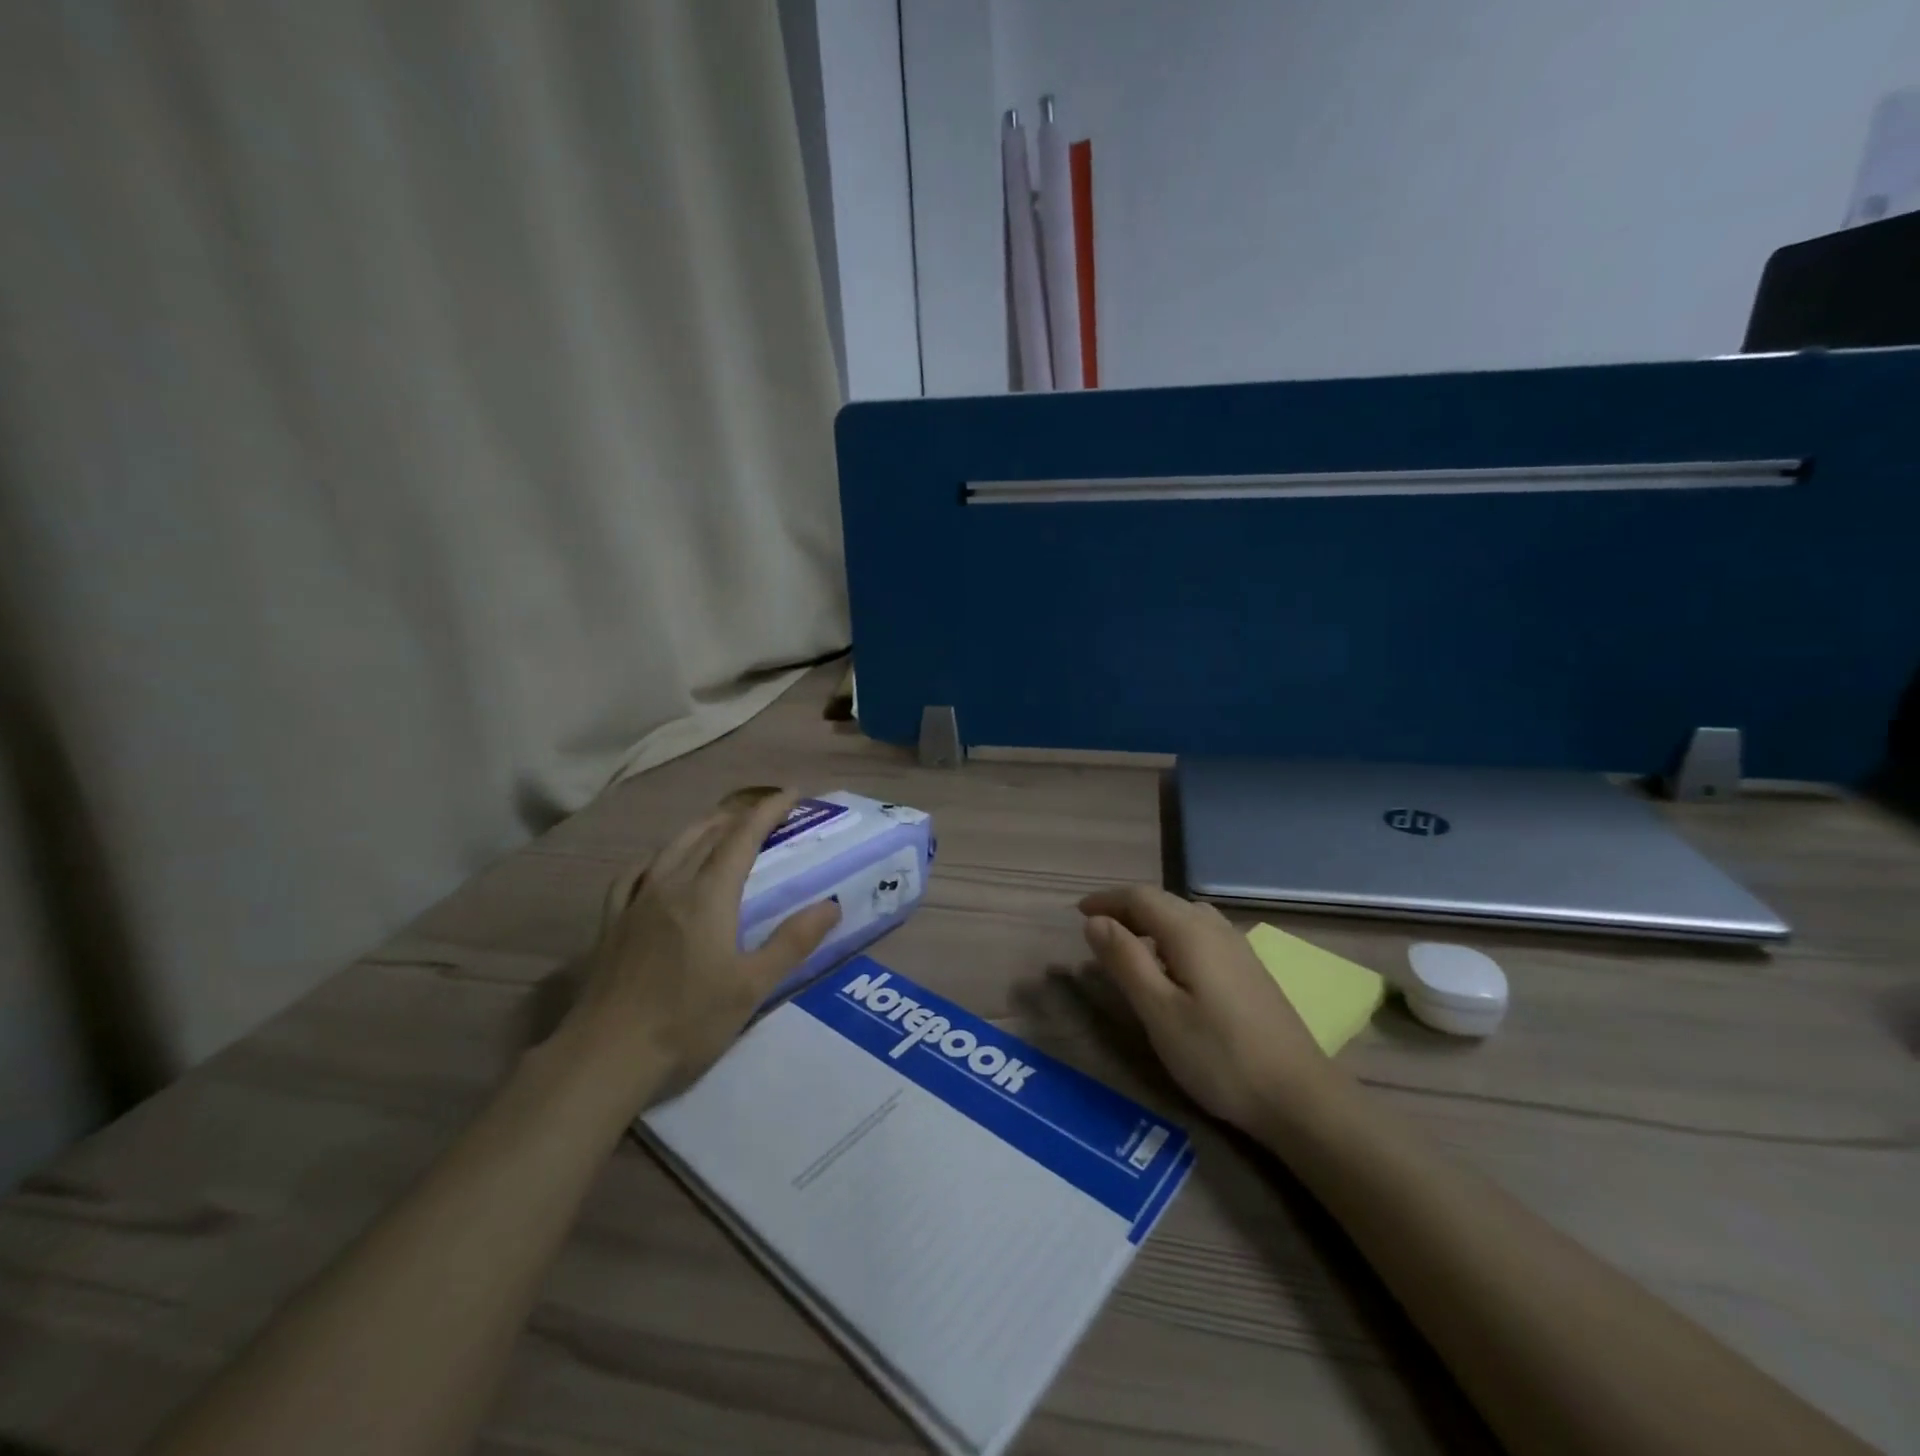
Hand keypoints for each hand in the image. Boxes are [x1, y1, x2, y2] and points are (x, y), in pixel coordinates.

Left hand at [565, 791, 840, 1103]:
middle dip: (738, 815)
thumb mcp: (752, 986)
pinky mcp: (612, 922)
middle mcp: (671, 885)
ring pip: (672, 847)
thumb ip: (792, 942)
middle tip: (765, 812)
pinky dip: (658, 857)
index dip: (768, 810)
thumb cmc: (686, 1022)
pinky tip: (659, 865)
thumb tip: (831, 905)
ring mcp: (636, 902)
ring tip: (721, 826)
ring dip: (702, 828)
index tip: (792, 793)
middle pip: (706, 833)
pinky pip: (636, 873)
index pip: (742, 837)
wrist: (604, 1057)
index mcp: (708, 895)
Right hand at [1079, 885, 1345, 1135]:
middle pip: (1164, 901)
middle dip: (1126, 908)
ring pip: (1185, 916)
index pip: (1140, 897)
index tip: (1079, 913)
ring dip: (1151, 920)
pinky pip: (1202, 933)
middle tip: (1096, 929)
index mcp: (1190, 932)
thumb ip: (1125, 961)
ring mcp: (1238, 947)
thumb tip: (1094, 921)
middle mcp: (1216, 928)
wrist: (1300, 1098)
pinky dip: (1173, 935)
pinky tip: (1172, 965)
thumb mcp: (1159, 1012)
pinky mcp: (1251, 969)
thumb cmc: (1219, 1056)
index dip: (1106, 900)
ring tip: (1128, 944)